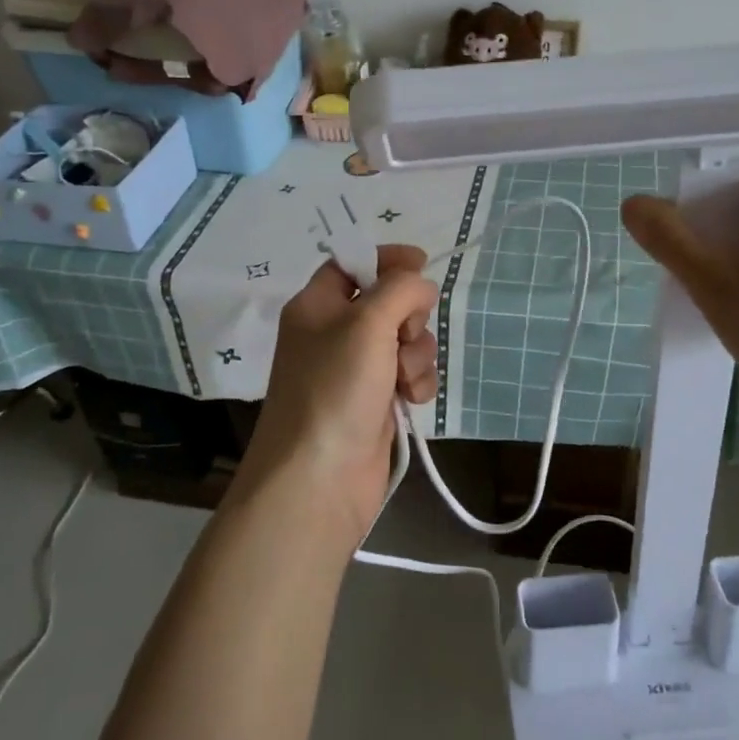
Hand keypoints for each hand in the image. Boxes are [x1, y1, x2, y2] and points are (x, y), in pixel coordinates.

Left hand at [234, 245, 438, 547]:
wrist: (319, 480)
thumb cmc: (335, 389)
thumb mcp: (367, 323)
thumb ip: (399, 289)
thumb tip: (420, 284)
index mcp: (316, 305)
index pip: (352, 263)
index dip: (386, 259)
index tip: (421, 263)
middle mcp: (333, 333)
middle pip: (386, 301)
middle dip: (408, 315)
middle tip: (403, 334)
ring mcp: (355, 370)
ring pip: (404, 339)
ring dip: (416, 353)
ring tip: (404, 378)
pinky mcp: (374, 401)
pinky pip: (408, 373)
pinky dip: (416, 381)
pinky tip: (412, 398)